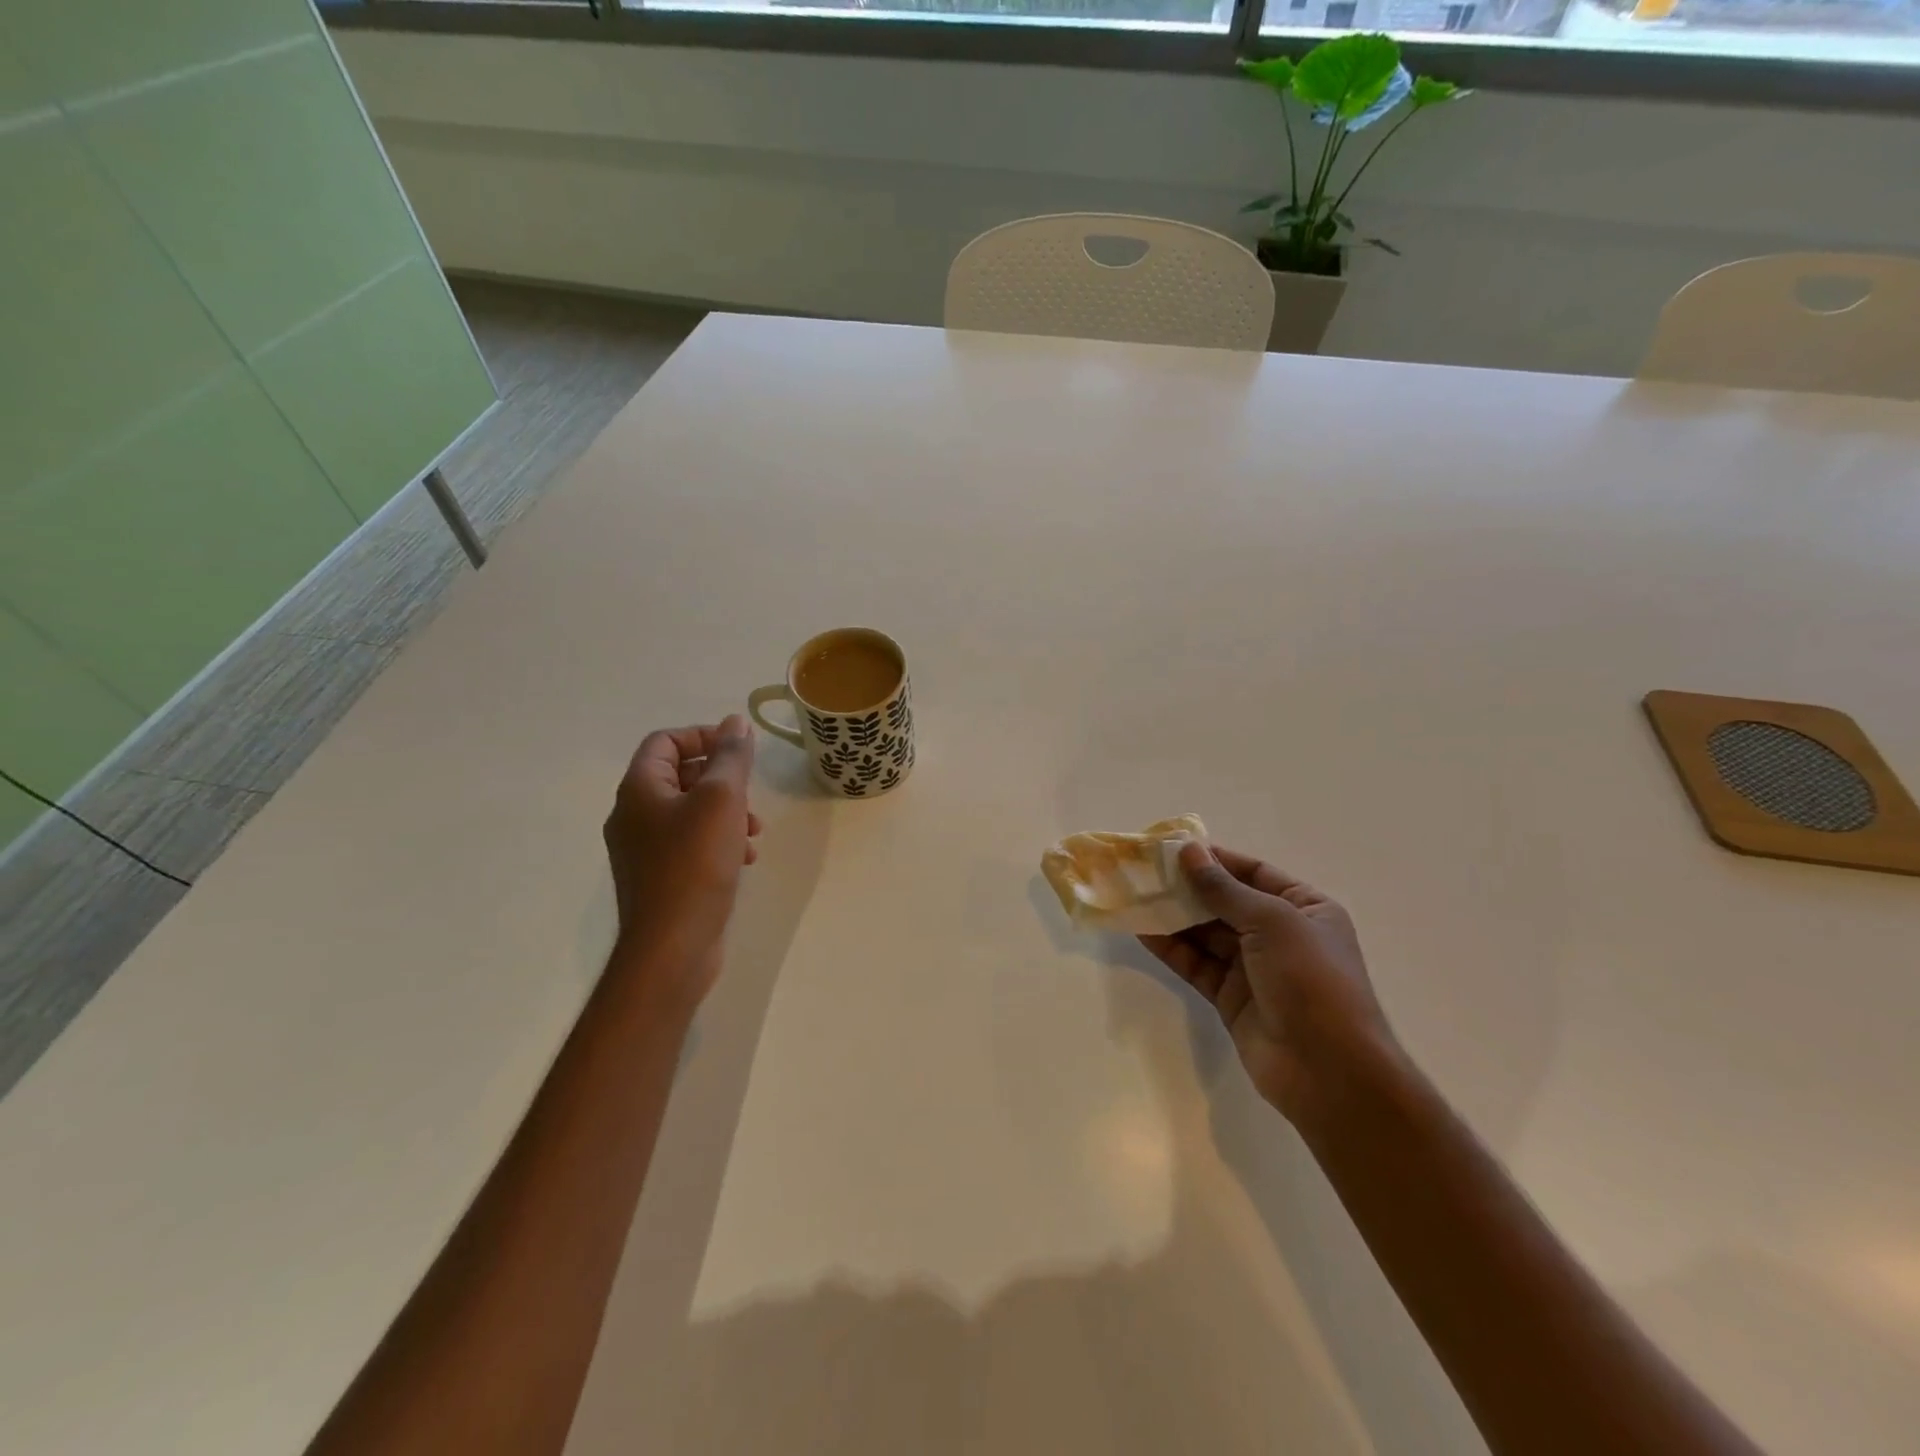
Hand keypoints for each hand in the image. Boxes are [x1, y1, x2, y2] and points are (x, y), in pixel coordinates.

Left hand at [602, 716, 761, 1005]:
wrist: (672, 946)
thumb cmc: (695, 863)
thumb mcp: (721, 799)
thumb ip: (730, 757)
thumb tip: (735, 722)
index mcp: (639, 789)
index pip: (665, 741)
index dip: (703, 736)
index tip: (739, 750)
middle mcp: (633, 815)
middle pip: (679, 775)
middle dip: (722, 779)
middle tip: (751, 794)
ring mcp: (644, 849)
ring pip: (689, 811)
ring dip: (726, 812)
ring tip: (754, 832)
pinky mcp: (660, 877)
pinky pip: (690, 843)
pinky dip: (719, 840)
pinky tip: (743, 857)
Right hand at [1141, 843, 1395, 1126]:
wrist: (1328, 1071)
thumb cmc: (1311, 980)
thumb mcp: (1271, 922)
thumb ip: (1223, 888)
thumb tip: (1189, 850)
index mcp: (1305, 909)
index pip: (1254, 873)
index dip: (1215, 859)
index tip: (1173, 848)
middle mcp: (1280, 935)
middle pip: (1226, 902)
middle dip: (1188, 887)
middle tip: (1145, 871)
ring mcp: (1254, 968)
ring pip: (1206, 933)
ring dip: (1174, 916)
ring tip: (1136, 896)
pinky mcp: (1230, 997)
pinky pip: (1196, 964)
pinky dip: (1171, 948)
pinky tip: (1142, 931)